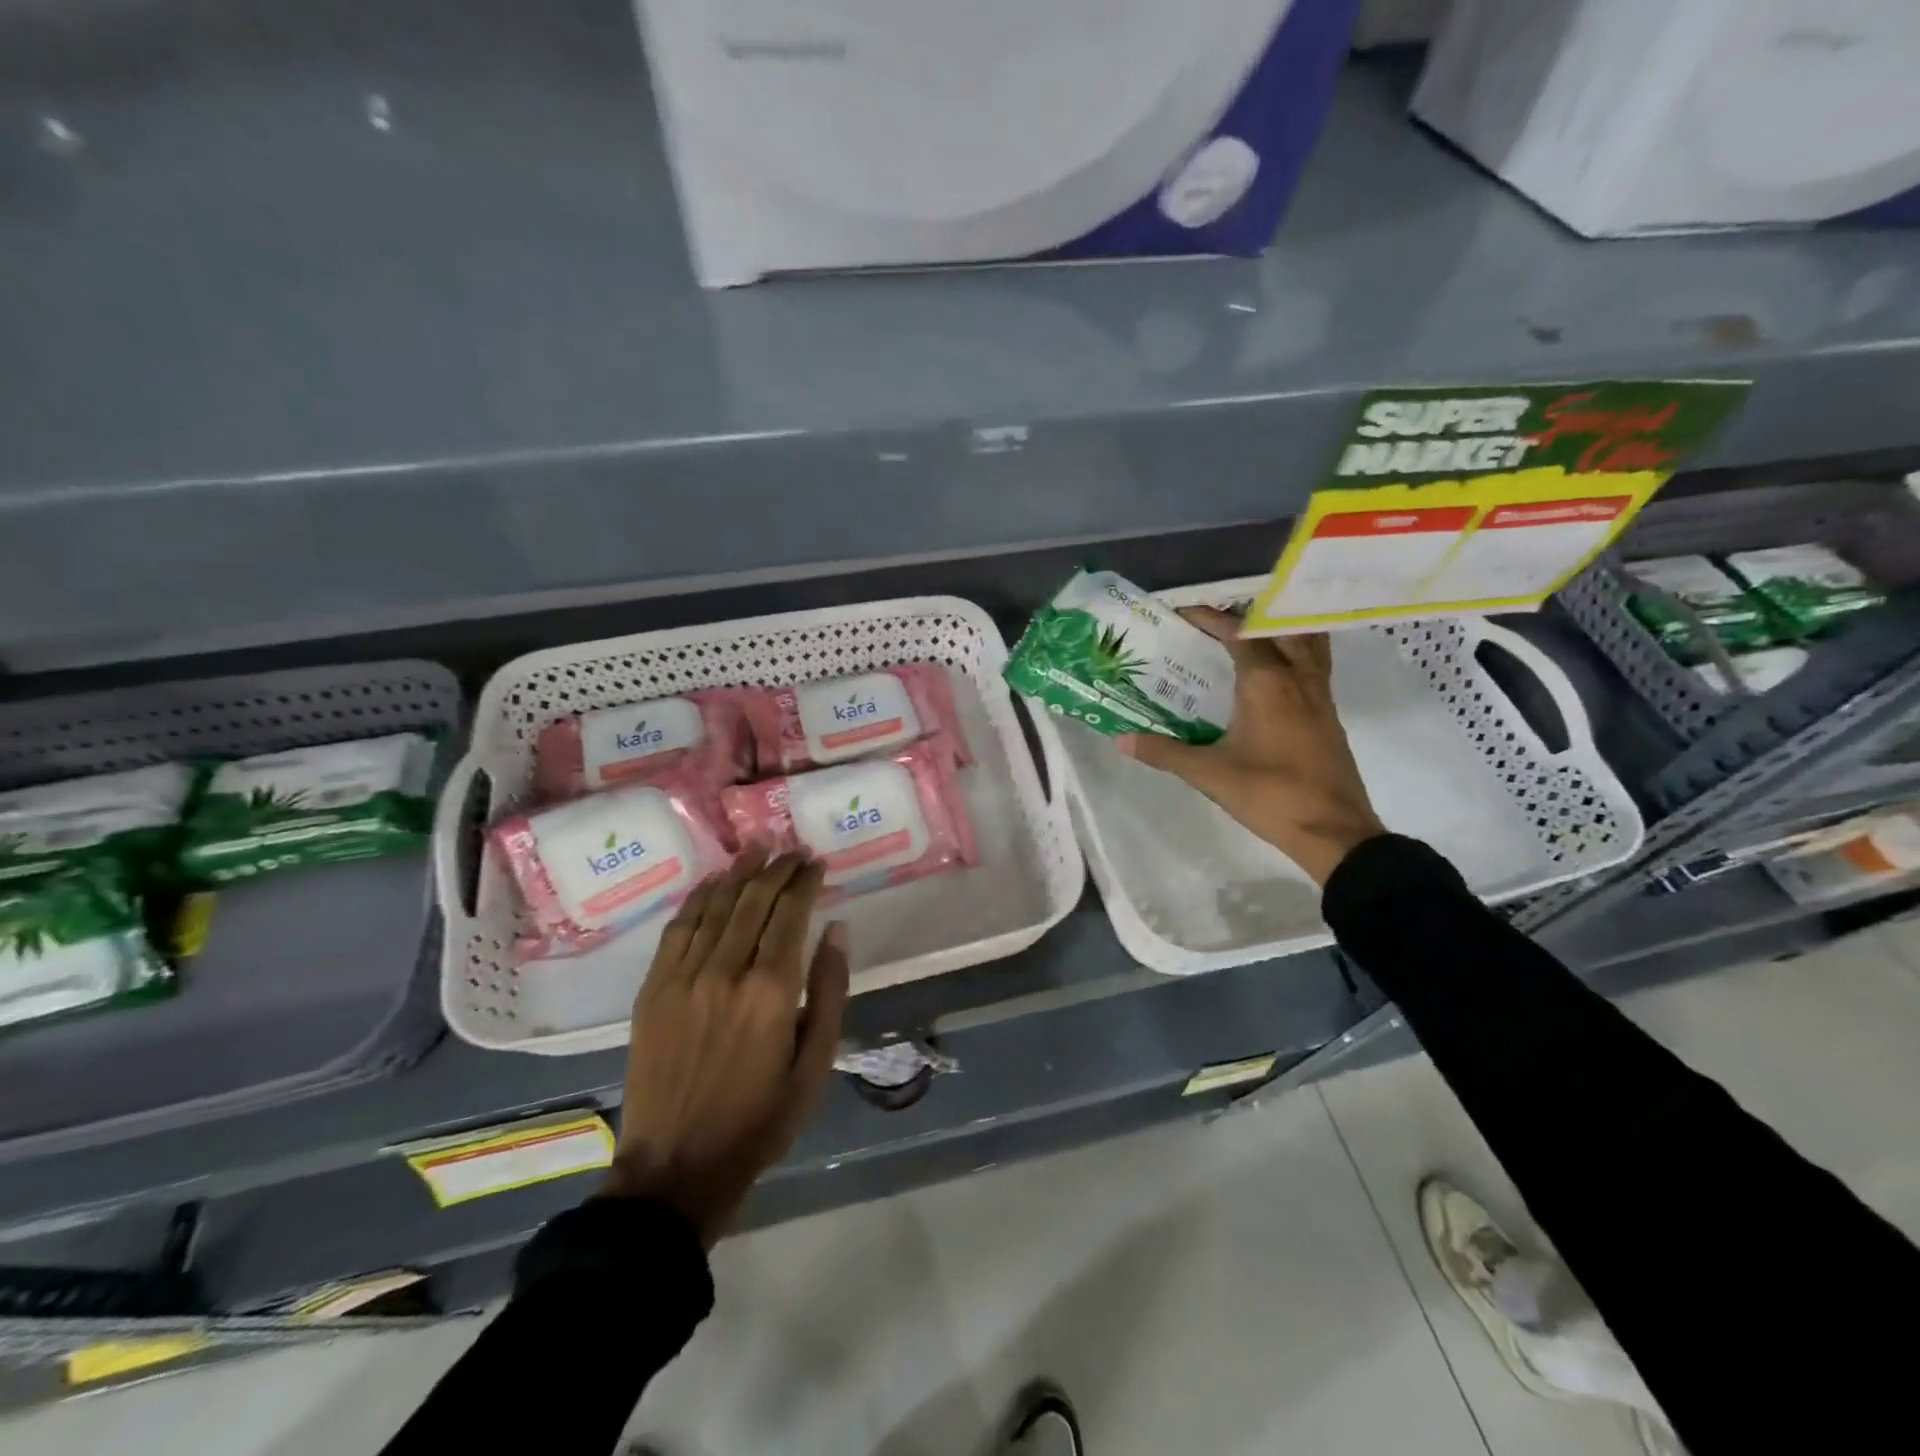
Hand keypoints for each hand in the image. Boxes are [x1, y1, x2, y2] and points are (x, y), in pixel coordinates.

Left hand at [604, 845, 849, 1245]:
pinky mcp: (653, 989)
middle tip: (794, 851)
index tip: (816, 863)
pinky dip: (698, 898)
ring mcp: (683, 978)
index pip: (791, 914)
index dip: (805, 882)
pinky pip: (678, 928)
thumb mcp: (815, 1065)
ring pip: (715, 906)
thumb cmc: (759, 1119)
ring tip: (758, 848)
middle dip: (778, 869)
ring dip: (739, 872)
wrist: (676, 1168)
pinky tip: (714, 882)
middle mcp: (726, 972)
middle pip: (754, 900)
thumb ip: (829, 991)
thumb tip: (837, 930)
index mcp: (771, 991)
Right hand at [1118, 608, 1383, 886]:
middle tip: (1215, 622)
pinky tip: (1273, 674)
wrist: (1334, 831)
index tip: (1183, 613)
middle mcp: (1297, 678)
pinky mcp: (1329, 715)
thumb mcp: (1210, 774)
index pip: (1238, 634)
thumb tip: (1121, 740)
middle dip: (1246, 617)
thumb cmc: (1270, 795)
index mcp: (1267, 683)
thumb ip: (1165, 752)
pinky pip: (1314, 665)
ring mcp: (1319, 695)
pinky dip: (1294, 653)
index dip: (1210, 619)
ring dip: (1278, 630)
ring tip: (1249, 634)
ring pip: (1305, 642)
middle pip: (1277, 628)